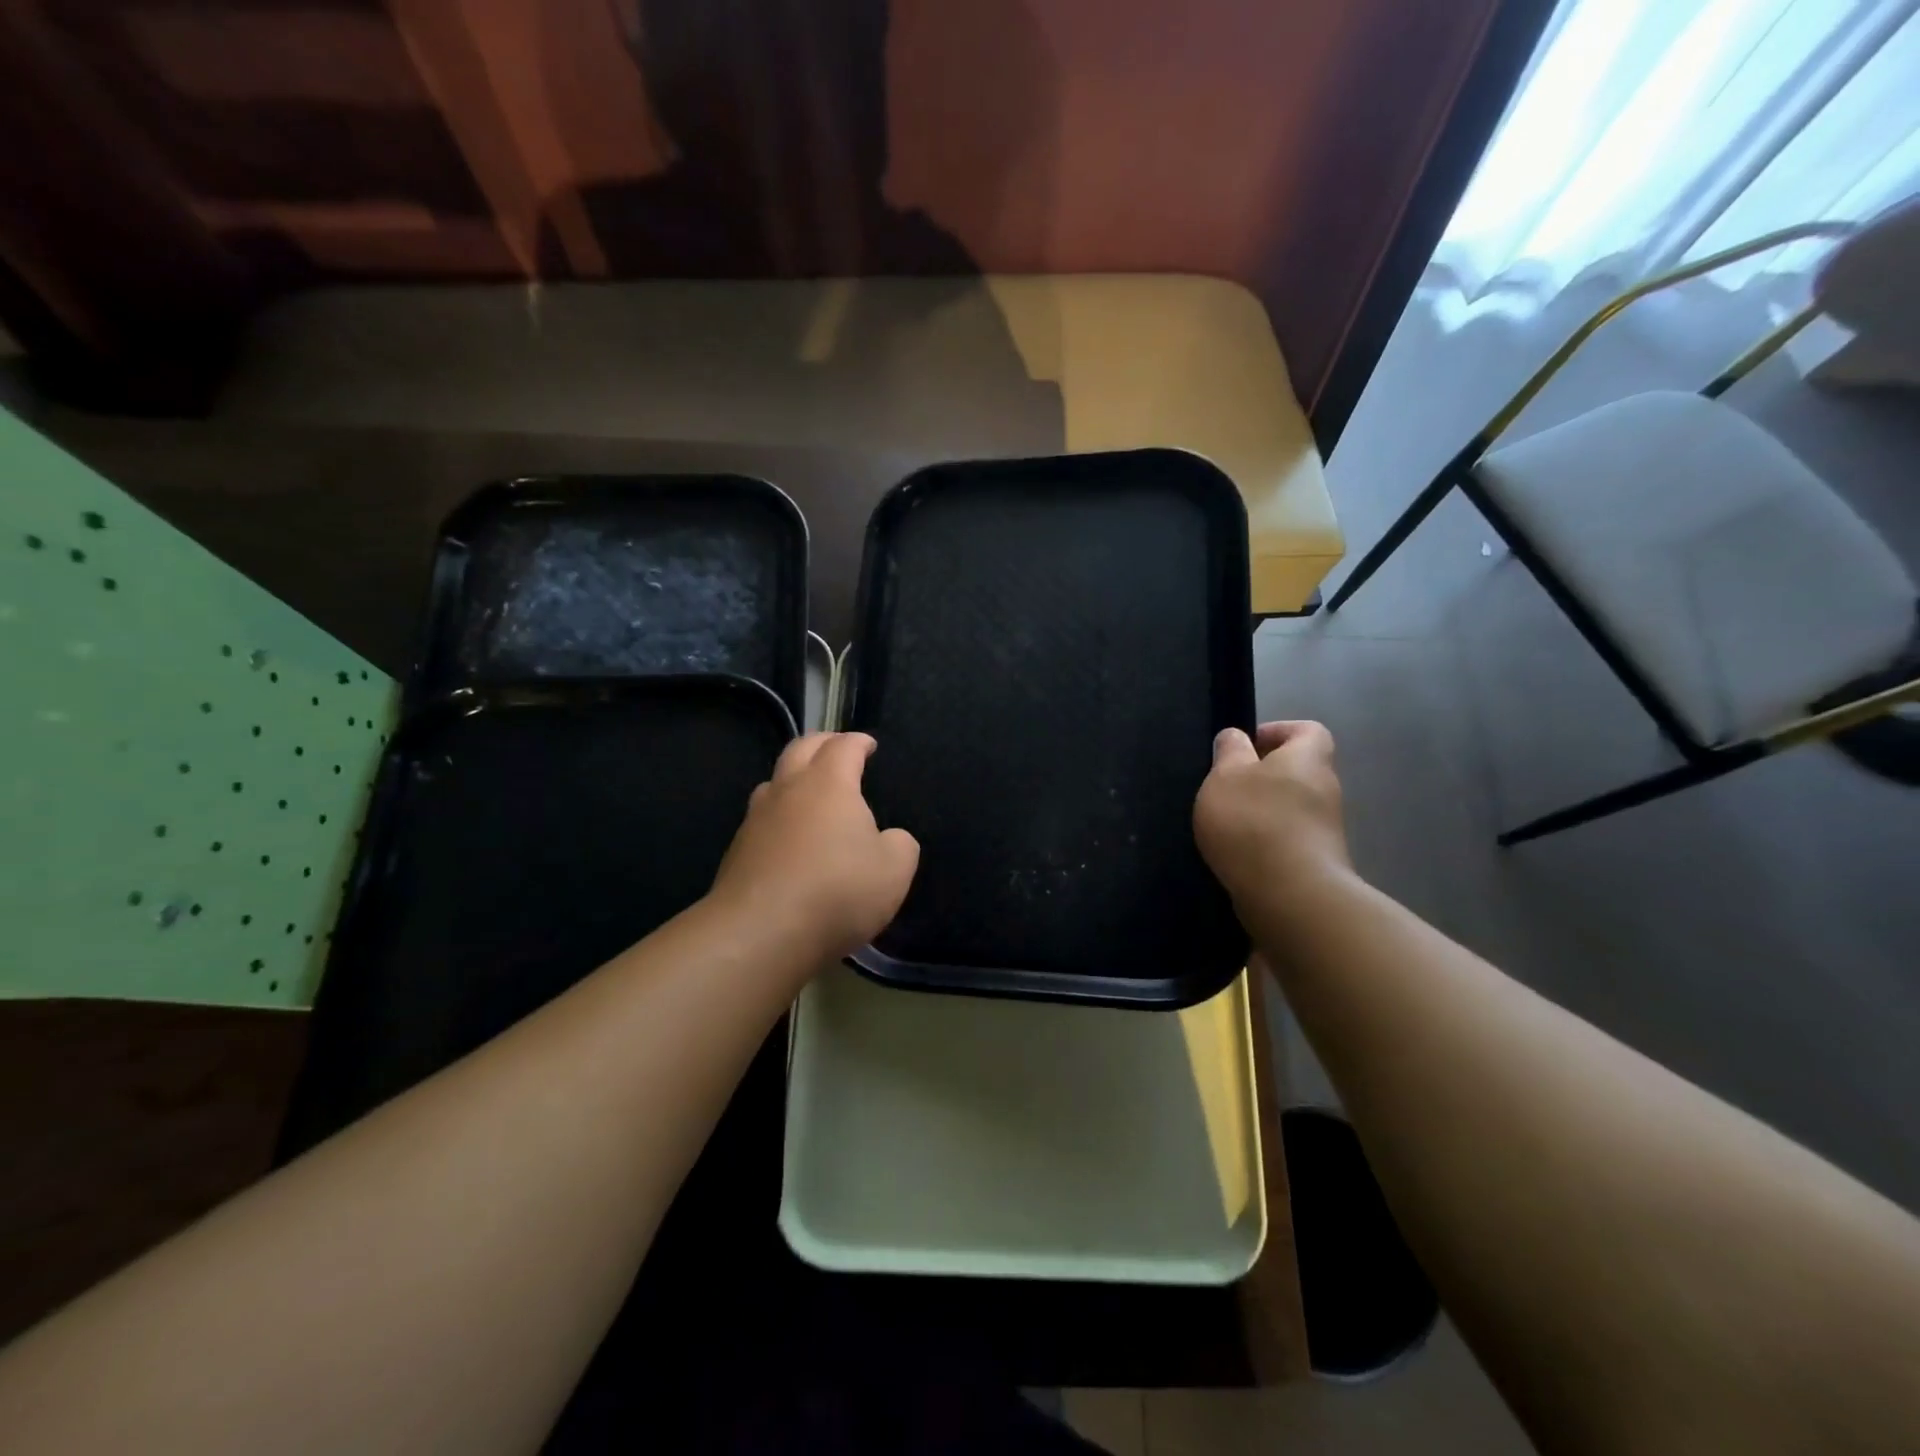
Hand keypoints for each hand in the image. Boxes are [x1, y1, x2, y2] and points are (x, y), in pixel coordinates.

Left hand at [709, 732, 919, 959]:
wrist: (760, 934)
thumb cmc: (837, 891)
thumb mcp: (894, 870)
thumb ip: (900, 845)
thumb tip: (890, 838)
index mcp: (828, 784)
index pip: (843, 747)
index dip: (858, 742)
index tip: (868, 745)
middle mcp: (788, 790)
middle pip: (800, 748)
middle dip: (822, 743)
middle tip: (837, 749)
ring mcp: (756, 819)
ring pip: (774, 781)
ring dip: (794, 777)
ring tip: (810, 790)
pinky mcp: (737, 851)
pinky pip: (762, 819)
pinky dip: (780, 816)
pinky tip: (790, 837)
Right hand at [1194, 721, 1352, 912]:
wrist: (1290, 896)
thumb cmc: (1254, 821)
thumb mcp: (1226, 775)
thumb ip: (1229, 751)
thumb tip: (1236, 736)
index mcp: (1308, 759)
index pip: (1308, 730)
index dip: (1276, 731)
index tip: (1243, 747)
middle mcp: (1326, 790)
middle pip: (1298, 770)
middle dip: (1262, 775)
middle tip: (1225, 786)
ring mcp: (1325, 830)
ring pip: (1291, 807)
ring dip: (1261, 811)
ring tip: (1224, 824)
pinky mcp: (1316, 863)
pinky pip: (1288, 840)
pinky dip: (1264, 842)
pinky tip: (1236, 854)